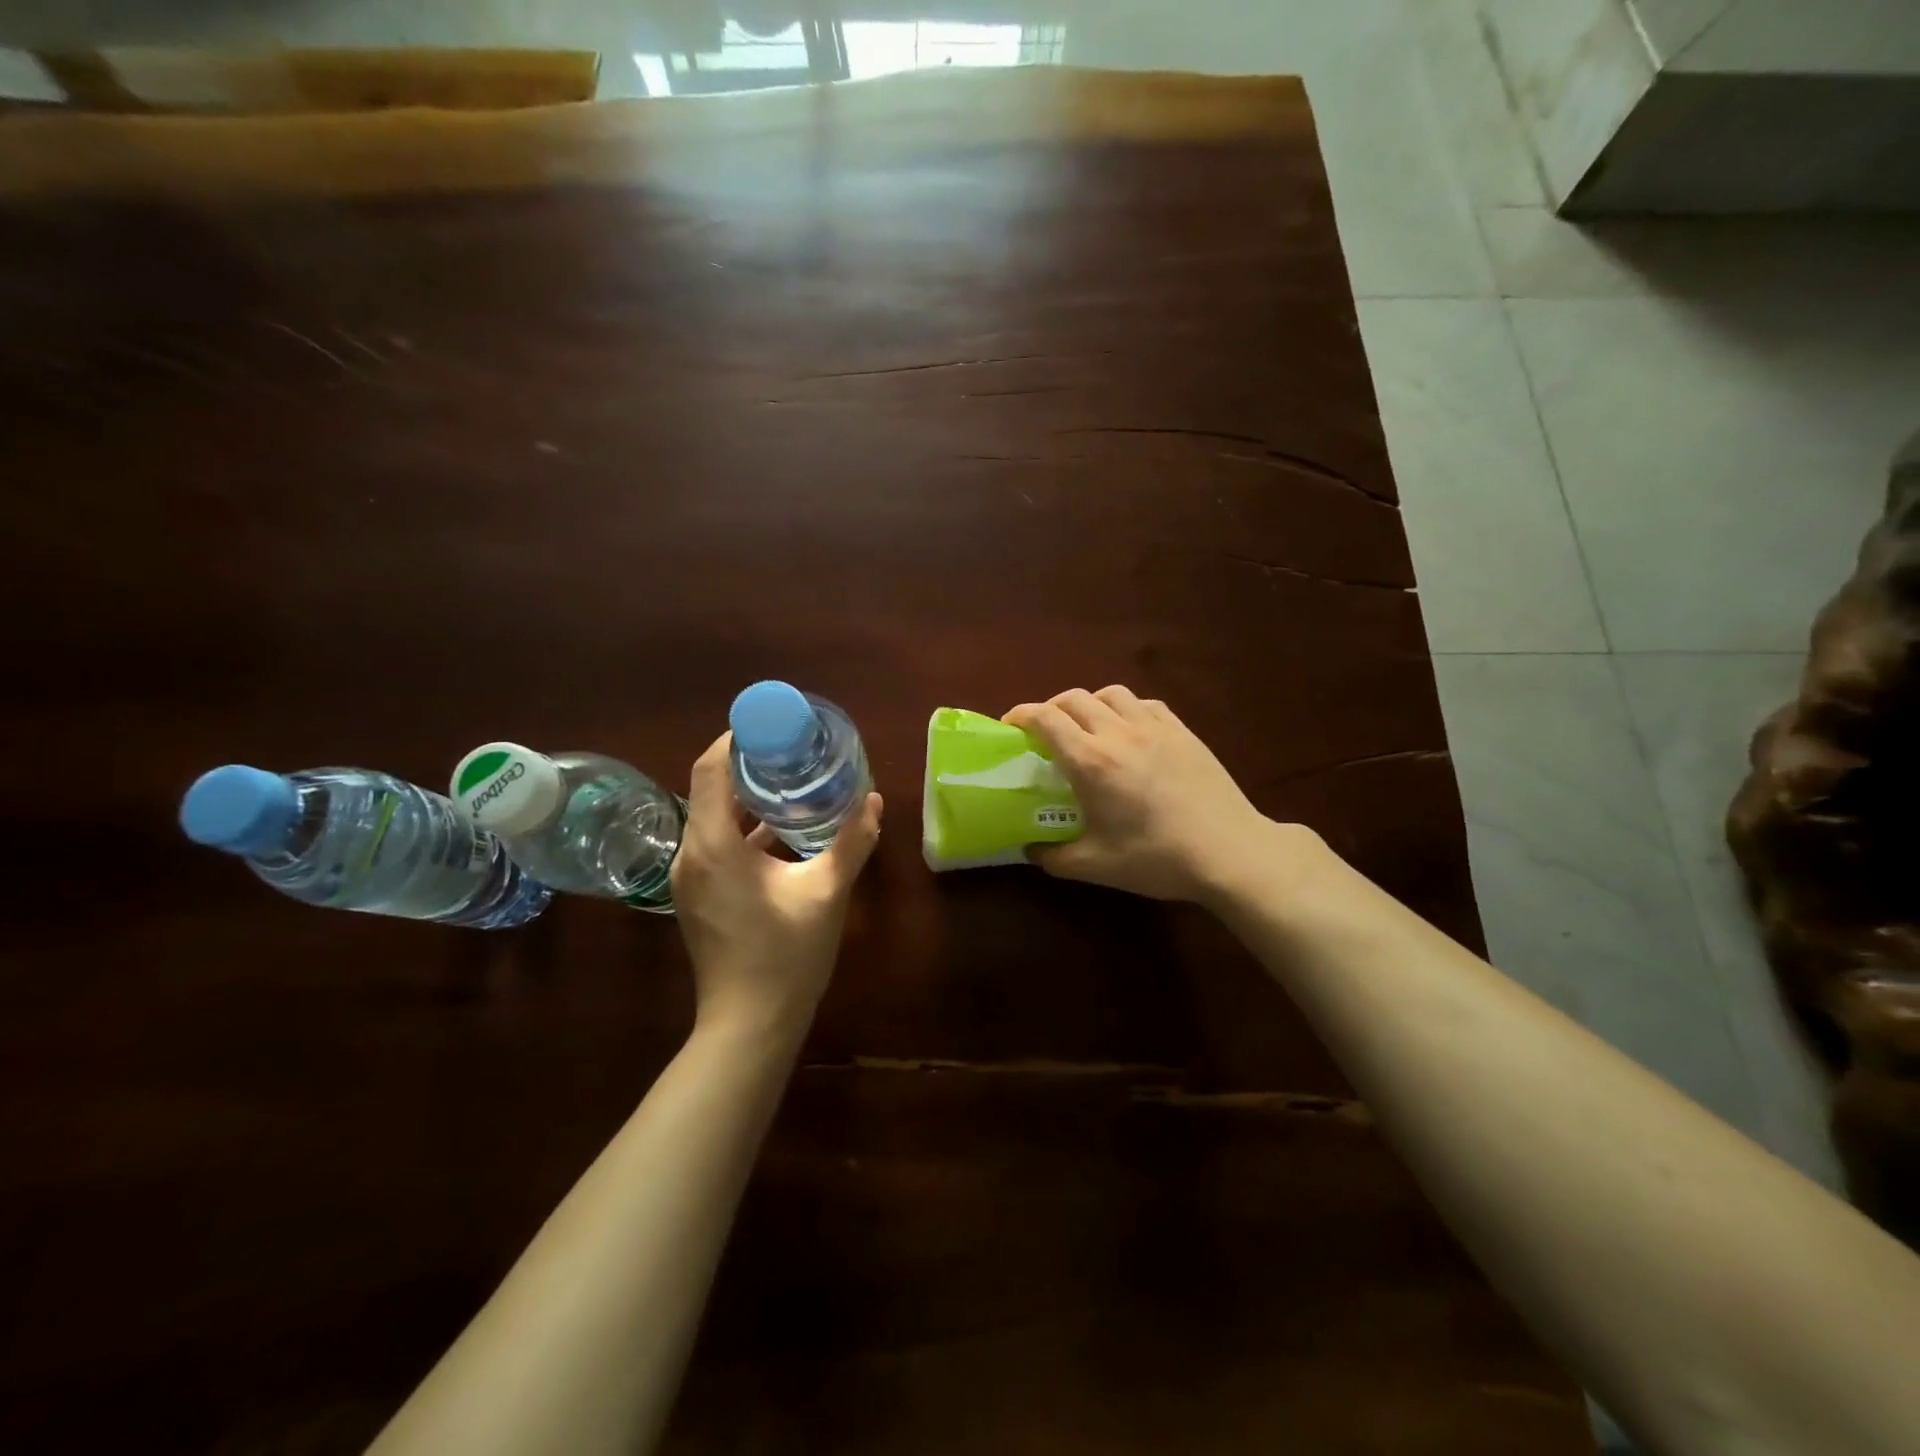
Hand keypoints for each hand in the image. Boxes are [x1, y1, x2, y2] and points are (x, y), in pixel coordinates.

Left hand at [670, 734, 882, 1036]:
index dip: (738, 739)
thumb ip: (852, 841)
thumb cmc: (786, 954)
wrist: (749, 1024)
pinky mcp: (701, 896)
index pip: (712, 769)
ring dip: (750, 799)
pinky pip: (718, 845)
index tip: (774, 725)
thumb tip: (872, 800)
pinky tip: (784, 831)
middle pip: (712, 789)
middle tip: (794, 751)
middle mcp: (692, 854)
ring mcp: (692, 878)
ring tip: (793, 783)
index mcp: (714, 845)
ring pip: (715, 819)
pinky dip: (746, 829)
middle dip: (750, 766)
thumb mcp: (827, 892)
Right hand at [1003, 686, 1308, 904]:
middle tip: (1045, 733)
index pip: (1045, 718)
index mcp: (1091, 761)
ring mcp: (1154, 727)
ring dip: (1089, 704)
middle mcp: (1118, 732)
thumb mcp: (1095, 866)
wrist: (1229, 852)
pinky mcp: (1183, 731)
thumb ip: (1053, 857)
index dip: (1020, 715)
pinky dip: (1126, 709)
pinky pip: (1145, 704)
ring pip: (1110, 693)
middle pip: (1073, 698)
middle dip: (1050, 709)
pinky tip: (1130, 731)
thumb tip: (1030, 850)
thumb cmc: (1156, 858)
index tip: (1009, 726)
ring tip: (1088, 727)